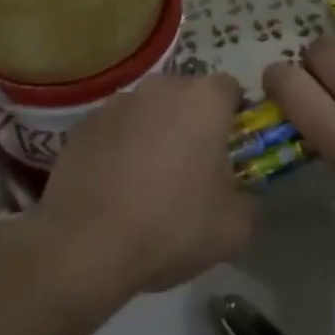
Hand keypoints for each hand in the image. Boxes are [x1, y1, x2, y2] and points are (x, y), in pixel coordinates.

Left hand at [35, 73, 256, 297]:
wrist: (86, 247)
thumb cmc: (172, 227)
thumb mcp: (236, 228)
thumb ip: (252, 200)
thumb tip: (246, 195)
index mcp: (203, 100)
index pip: (231, 89)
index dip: (235, 118)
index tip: (231, 152)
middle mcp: (159, 87)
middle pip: (186, 96)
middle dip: (193, 123)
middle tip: (192, 170)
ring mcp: (115, 104)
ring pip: (148, 112)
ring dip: (154, 133)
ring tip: (148, 182)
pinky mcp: (82, 126)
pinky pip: (114, 130)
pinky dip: (119, 148)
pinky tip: (115, 188)